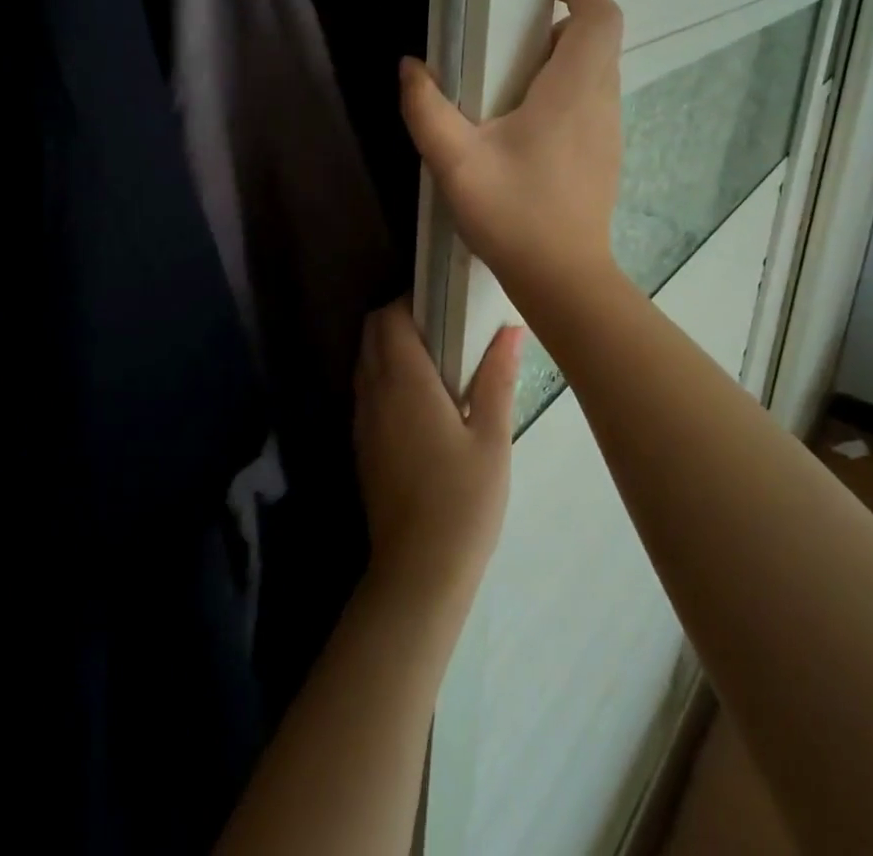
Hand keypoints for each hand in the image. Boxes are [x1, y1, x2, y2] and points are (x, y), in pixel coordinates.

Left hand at [354, 300, 523, 621]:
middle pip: (372, 333)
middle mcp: (374, 392)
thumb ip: (498, 378)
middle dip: (399, 318)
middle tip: (444, 327)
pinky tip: (420, 399)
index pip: (389, 317)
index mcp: (404, 381)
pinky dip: (384, 376)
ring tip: (435, 359)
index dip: (411, 300)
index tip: (443, 302)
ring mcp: (362, 420)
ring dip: (390, 347)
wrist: (419, 571)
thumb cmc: (464, 500)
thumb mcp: (492, 438)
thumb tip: (511, 330)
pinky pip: (366, 390)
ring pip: (365, 361)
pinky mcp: (361, 445)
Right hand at [399, 0, 623, 301]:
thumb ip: (426, 109)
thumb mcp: (456, 161)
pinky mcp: (604, 156)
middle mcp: (601, 103)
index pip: (602, 17)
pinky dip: (566, 93)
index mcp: (574, 91)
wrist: (563, 279)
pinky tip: (525, 128)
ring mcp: (608, 132)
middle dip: (560, 26)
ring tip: (510, 82)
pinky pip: (592, 104)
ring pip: (597, 74)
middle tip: (511, 38)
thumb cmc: (514, 214)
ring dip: (562, 62)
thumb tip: (409, 67)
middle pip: (598, 42)